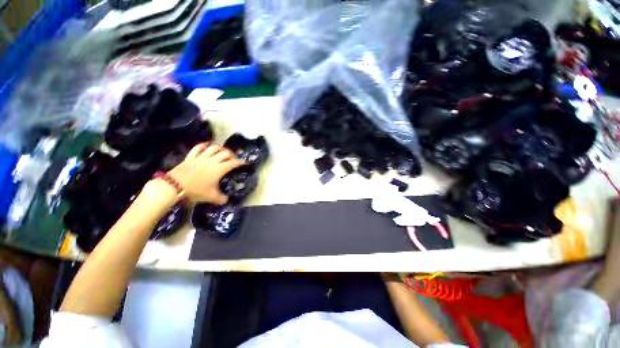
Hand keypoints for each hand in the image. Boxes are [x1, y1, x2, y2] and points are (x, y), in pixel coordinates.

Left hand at [168, 143, 243, 204]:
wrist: (174, 186)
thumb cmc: (196, 191)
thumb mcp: (211, 197)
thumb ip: (221, 198)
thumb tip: (226, 200)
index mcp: (220, 169)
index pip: (233, 163)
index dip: (240, 162)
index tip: (244, 163)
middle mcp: (213, 160)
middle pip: (226, 153)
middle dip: (232, 155)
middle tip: (233, 158)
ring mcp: (201, 157)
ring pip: (214, 148)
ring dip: (220, 148)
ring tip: (222, 151)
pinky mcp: (191, 157)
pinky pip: (198, 147)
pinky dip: (204, 145)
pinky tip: (206, 145)